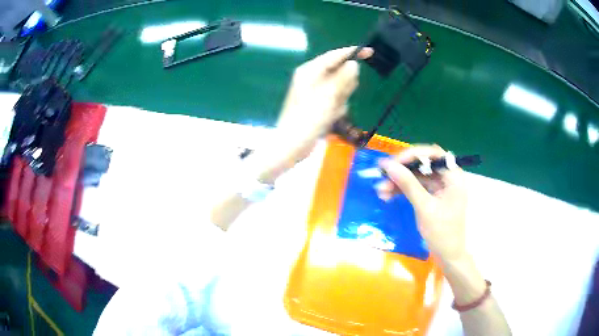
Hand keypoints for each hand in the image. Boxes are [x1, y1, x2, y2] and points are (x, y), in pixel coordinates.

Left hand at [275, 46, 372, 160]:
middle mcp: (312, 78)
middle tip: (336, 99)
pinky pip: (336, 101)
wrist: (293, 144)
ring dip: (340, 100)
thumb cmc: (308, 118)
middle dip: (344, 87)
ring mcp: (316, 92)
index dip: (353, 52)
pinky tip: (328, 118)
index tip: (370, 52)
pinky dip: (336, 109)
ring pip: (341, 89)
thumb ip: (343, 77)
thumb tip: (353, 64)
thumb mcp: (329, 95)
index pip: (335, 56)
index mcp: (310, 71)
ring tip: (329, 111)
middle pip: (340, 73)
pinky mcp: (319, 104)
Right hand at [377, 145, 467, 264]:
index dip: (412, 155)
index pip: (433, 154)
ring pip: (416, 176)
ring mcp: (440, 187)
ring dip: (399, 181)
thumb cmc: (442, 233)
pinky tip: (388, 196)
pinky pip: (416, 187)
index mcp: (453, 176)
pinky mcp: (433, 196)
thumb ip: (408, 184)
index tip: (392, 163)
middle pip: (423, 164)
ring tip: (381, 191)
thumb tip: (388, 165)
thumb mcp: (424, 208)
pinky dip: (402, 190)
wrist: (447, 256)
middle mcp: (448, 177)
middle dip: (402, 170)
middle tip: (382, 176)